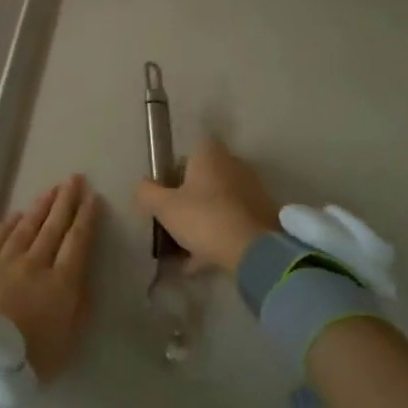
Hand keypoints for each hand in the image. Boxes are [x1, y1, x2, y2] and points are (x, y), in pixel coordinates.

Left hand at [0, 175, 98, 381]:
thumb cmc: (28, 360)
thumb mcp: (67, 343)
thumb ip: (79, 309)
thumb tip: (83, 280)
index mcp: (61, 283)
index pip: (78, 242)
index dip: (87, 219)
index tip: (93, 198)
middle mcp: (35, 263)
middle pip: (54, 226)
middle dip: (66, 201)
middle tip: (74, 179)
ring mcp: (4, 260)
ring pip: (27, 226)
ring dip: (41, 206)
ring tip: (52, 190)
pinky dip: (11, 222)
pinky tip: (18, 214)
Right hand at [134, 137, 280, 272]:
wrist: (255, 251)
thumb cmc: (204, 218)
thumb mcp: (164, 207)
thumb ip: (147, 193)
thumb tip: (143, 185)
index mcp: (211, 156)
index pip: (195, 146)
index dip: (180, 163)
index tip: (168, 184)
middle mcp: (234, 166)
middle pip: (208, 175)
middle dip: (191, 194)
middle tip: (174, 217)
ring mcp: (252, 191)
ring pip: (220, 201)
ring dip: (204, 219)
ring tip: (184, 247)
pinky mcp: (264, 217)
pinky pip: (233, 222)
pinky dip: (218, 237)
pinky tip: (200, 262)